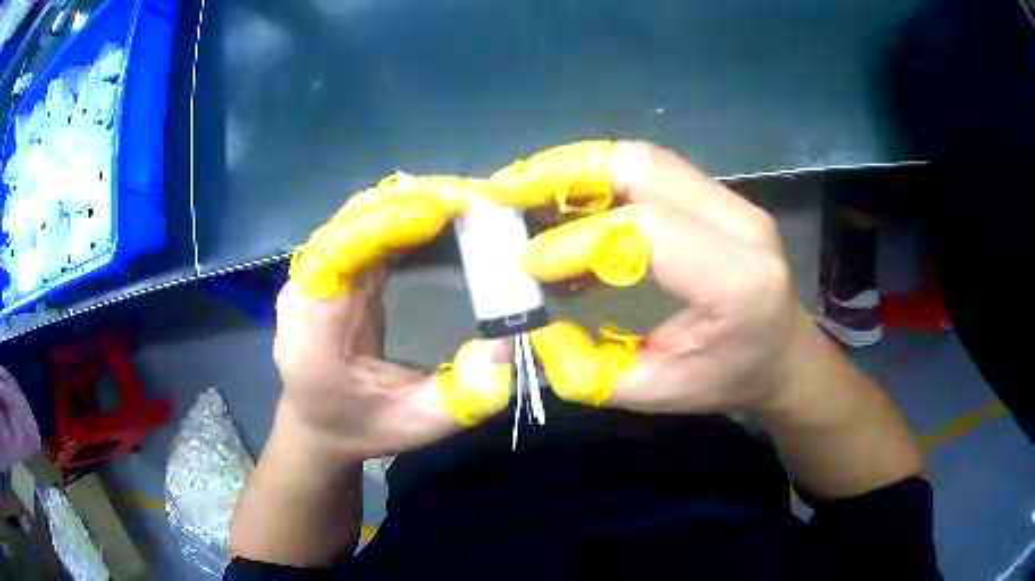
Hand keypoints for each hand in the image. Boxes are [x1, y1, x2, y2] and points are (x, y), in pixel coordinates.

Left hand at [275, 177, 515, 461]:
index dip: (391, 221)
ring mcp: (322, 269)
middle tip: (483, 202)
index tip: (449, 210)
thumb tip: (507, 344)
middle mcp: (311, 282)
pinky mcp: (340, 266)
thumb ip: (462, 396)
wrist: (318, 423)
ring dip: (421, 205)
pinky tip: (451, 225)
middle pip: (358, 217)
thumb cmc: (359, 426)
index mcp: (314, 322)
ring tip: (475, 208)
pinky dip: (415, 219)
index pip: (341, 248)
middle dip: (421, 203)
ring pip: (368, 213)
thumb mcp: (416, 425)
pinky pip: (374, 227)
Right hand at [495, 142, 807, 413]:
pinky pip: (652, 171)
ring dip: (579, 169)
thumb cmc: (731, 380)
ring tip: (527, 191)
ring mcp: (735, 202)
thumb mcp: (659, 394)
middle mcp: (742, 224)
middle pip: (644, 166)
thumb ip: (591, 372)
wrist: (784, 355)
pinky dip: (601, 180)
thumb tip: (533, 331)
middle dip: (567, 172)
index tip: (527, 263)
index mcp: (738, 280)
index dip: (580, 239)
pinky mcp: (720, 197)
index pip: (649, 229)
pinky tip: (568, 205)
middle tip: (509, 190)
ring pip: (644, 159)